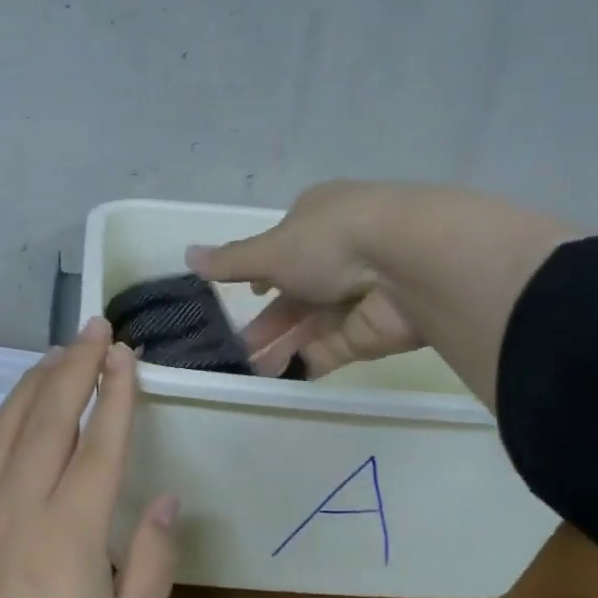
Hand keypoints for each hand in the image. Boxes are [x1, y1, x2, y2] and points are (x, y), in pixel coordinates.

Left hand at [0, 317, 179, 597]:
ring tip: (52, 358)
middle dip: (75, 367)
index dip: (116, 393)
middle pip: (48, 420)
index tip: (127, 353)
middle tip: (94, 329)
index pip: (100, 442)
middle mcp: (18, 510)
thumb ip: (150, 561)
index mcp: (71, 533)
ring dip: (27, 388)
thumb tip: (164, 497)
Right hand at [188, 180, 425, 378]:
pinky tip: (278, 377)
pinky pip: (330, 348)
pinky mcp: (370, 331)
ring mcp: (358, 294)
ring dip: (278, 344)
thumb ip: (232, 261)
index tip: (244, 293)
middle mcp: (340, 254)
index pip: (286, 246)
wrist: (409, 263)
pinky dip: (304, 361)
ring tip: (247, 369)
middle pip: (294, 292)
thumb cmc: (331, 241)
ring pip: (309, 324)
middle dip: (265, 319)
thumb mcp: (271, 249)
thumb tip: (188, 255)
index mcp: (319, 220)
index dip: (262, 271)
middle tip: (233, 347)